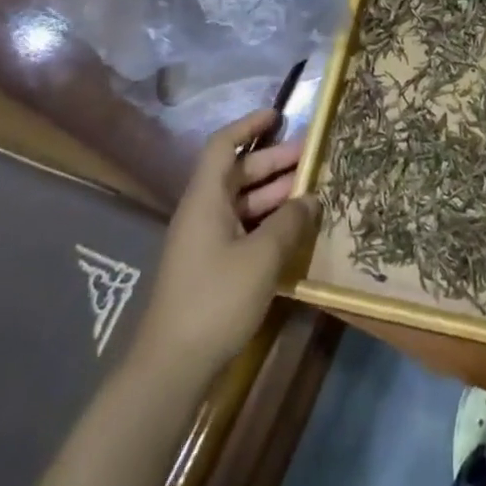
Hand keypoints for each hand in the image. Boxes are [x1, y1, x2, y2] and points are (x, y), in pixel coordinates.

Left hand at [133, 109, 318, 378]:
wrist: (171, 368)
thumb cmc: (216, 300)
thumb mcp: (262, 257)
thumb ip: (289, 222)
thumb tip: (311, 199)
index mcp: (206, 199)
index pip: (223, 146)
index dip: (249, 126)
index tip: (279, 116)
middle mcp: (203, 213)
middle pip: (238, 173)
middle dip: (275, 162)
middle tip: (313, 157)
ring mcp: (206, 242)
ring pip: (244, 202)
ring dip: (276, 193)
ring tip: (314, 191)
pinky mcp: (212, 268)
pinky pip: (244, 228)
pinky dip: (269, 221)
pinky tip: (296, 229)